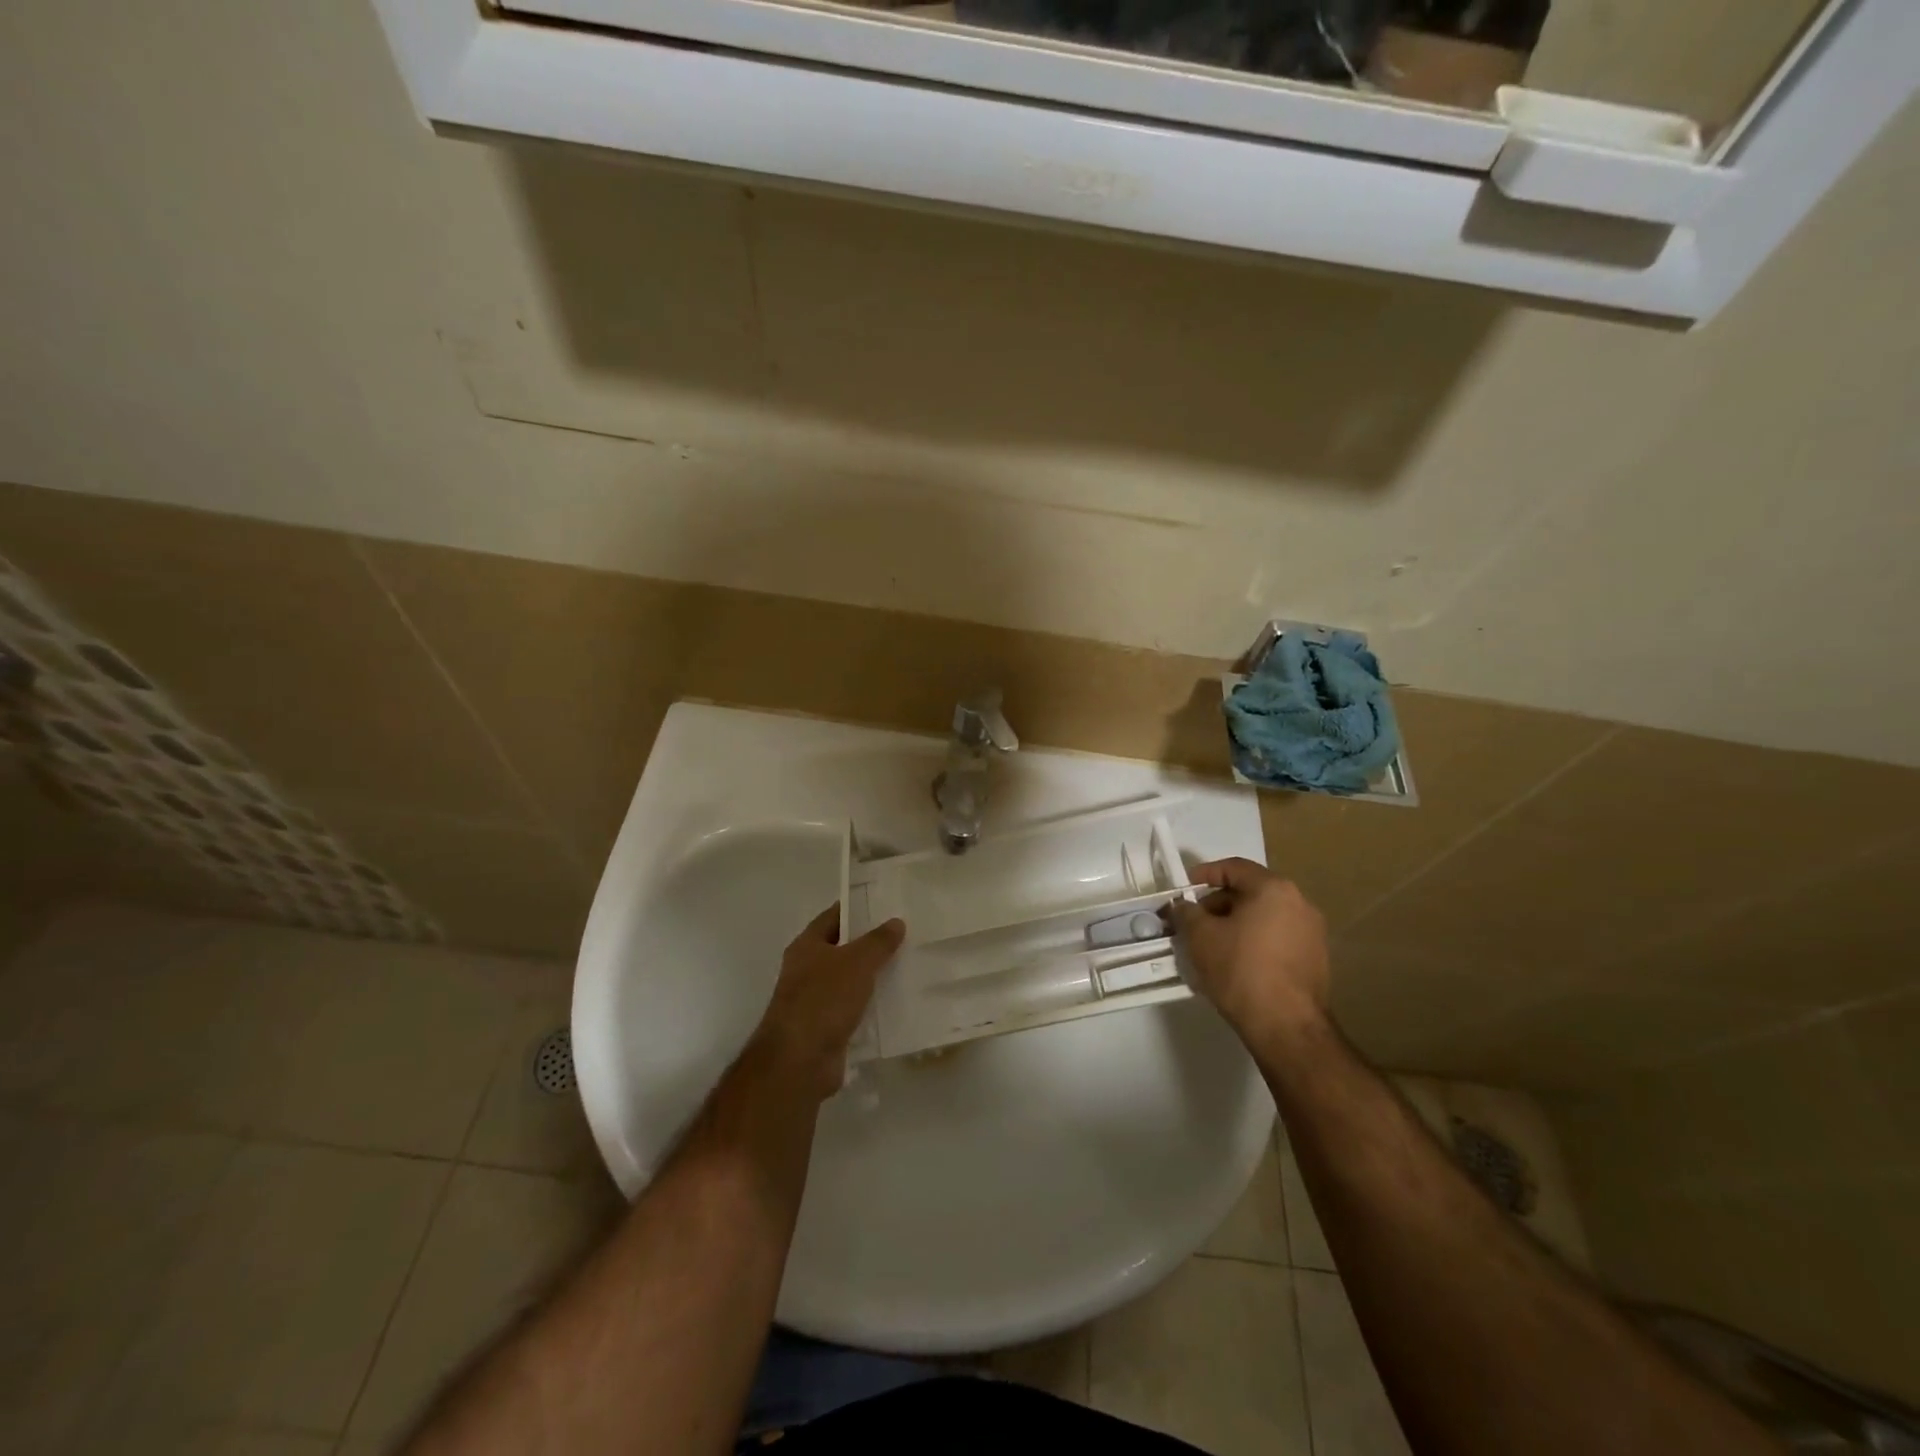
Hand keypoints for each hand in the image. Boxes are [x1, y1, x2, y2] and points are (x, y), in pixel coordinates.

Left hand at [746, 905, 904, 1100]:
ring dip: (872, 976)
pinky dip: (870, 1005)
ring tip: (907, 966)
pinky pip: (853, 1009)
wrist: (800, 1062)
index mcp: (806, 946)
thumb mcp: (857, 962)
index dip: (856, 908)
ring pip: (849, 980)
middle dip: (869, 943)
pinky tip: (896, 1002)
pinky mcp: (826, 1028)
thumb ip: (878, 941)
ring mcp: (815, 1001)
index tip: (884, 904)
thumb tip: (896, 922)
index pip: (833, 917)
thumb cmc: (824, 1000)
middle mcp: (807, 970)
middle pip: (842, 949)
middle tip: (904, 935)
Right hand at [1169, 858, 1329, 1039]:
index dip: (1205, 874)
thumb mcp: (1200, 936)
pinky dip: (1254, 940)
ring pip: (1264, 916)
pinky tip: (1235, 962)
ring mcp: (1312, 932)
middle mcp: (1300, 903)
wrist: (1286, 1026)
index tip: (1184, 888)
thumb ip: (1187, 912)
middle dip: (1218, 903)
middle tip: (1194, 921)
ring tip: (1211, 944)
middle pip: (1251, 891)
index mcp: (1274, 889)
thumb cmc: (1240, 970)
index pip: (1234, 868)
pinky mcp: (1315, 959)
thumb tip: (1184, 905)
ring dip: (1236, 923)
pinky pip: (1277, 937)